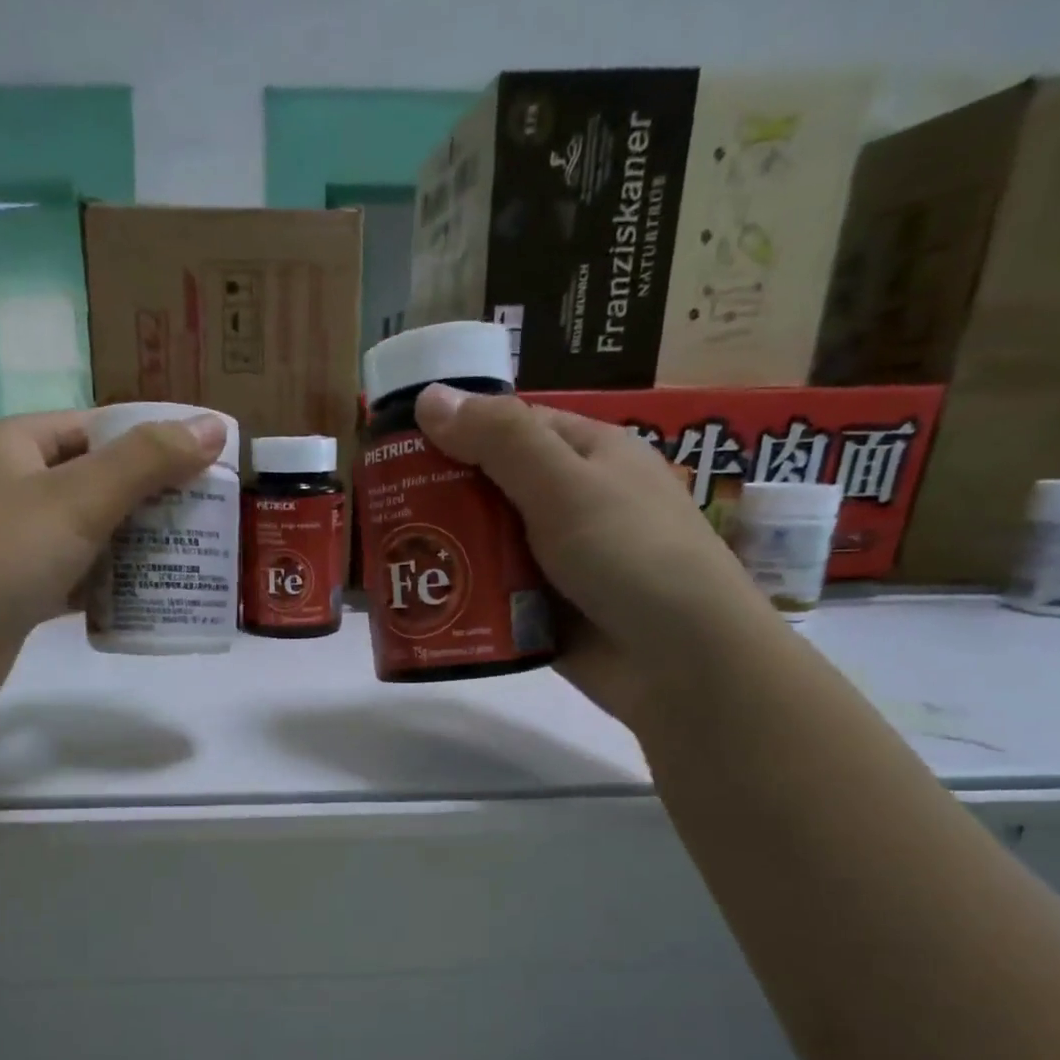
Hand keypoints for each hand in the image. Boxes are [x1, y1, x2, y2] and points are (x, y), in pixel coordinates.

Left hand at [0, 409, 226, 712]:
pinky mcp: (15, 590)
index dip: (153, 441)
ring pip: (88, 532)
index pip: (99, 427)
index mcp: (18, 444)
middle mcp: (11, 485)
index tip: (205, 468)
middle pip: (97, 480)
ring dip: (134, 545)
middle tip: (207, 520)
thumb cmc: (0, 556)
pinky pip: (74, 575)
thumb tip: (214, 426)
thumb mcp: (79, 499)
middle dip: (152, 500)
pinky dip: (107, 583)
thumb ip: (148, 461)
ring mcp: (10, 540)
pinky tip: (145, 598)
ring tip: (189, 558)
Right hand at [414, 384, 780, 724]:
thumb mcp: (564, 485)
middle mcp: (571, 502)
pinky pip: (490, 593)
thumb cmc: (630, 554)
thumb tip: (429, 397)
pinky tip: (415, 600)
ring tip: (383, 559)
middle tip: (377, 512)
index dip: (455, 433)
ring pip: (486, 544)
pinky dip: (460, 594)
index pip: (509, 428)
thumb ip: (499, 440)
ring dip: (444, 551)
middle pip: (489, 489)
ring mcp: (556, 560)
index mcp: (587, 454)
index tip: (395, 450)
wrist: (681, 662)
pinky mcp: (542, 609)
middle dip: (438, 499)